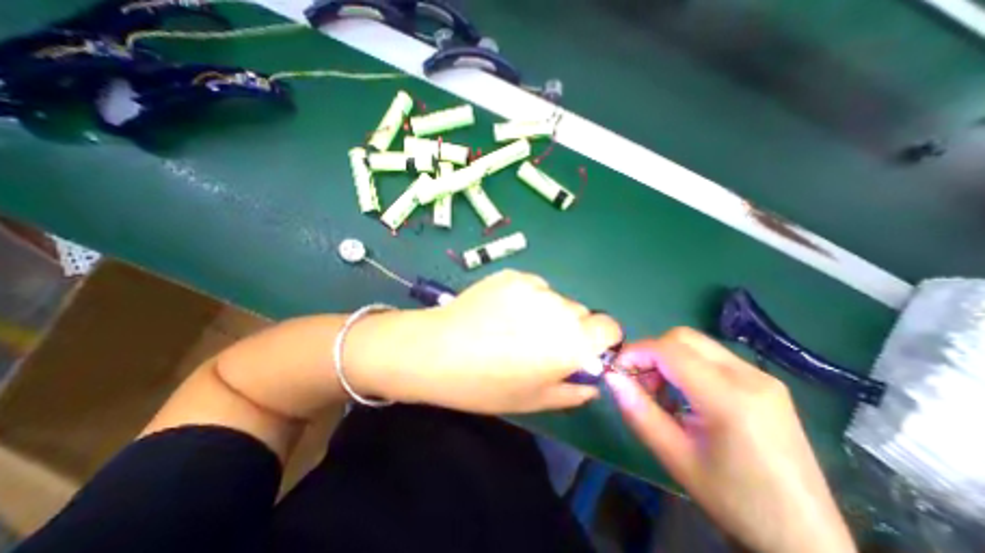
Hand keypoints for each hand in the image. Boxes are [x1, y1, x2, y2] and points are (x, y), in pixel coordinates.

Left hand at [347, 269, 622, 414]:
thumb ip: (573, 391)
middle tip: (539, 342)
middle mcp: (560, 309)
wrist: (438, 350)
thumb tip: (592, 382)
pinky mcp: (513, 275)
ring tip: (514, 326)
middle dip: (570, 327)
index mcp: (572, 342)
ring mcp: (535, 287)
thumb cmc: (486, 385)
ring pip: (555, 298)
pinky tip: (501, 310)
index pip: (610, 327)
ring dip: (547, 311)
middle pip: (581, 312)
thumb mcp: (534, 400)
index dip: (600, 339)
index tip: (583, 349)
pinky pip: (533, 286)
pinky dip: (526, 298)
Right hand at [605, 328, 858, 552]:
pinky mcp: (765, 383)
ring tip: (662, 391)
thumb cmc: (734, 500)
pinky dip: (687, 365)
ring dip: (668, 358)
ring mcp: (762, 377)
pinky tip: (686, 394)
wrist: (806, 538)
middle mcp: (749, 376)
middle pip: (683, 337)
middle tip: (640, 381)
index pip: (669, 350)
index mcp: (729, 398)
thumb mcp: (675, 457)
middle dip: (651, 352)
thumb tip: (611, 377)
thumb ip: (638, 411)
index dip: (636, 352)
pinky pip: (712, 357)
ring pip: (696, 344)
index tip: (617, 369)